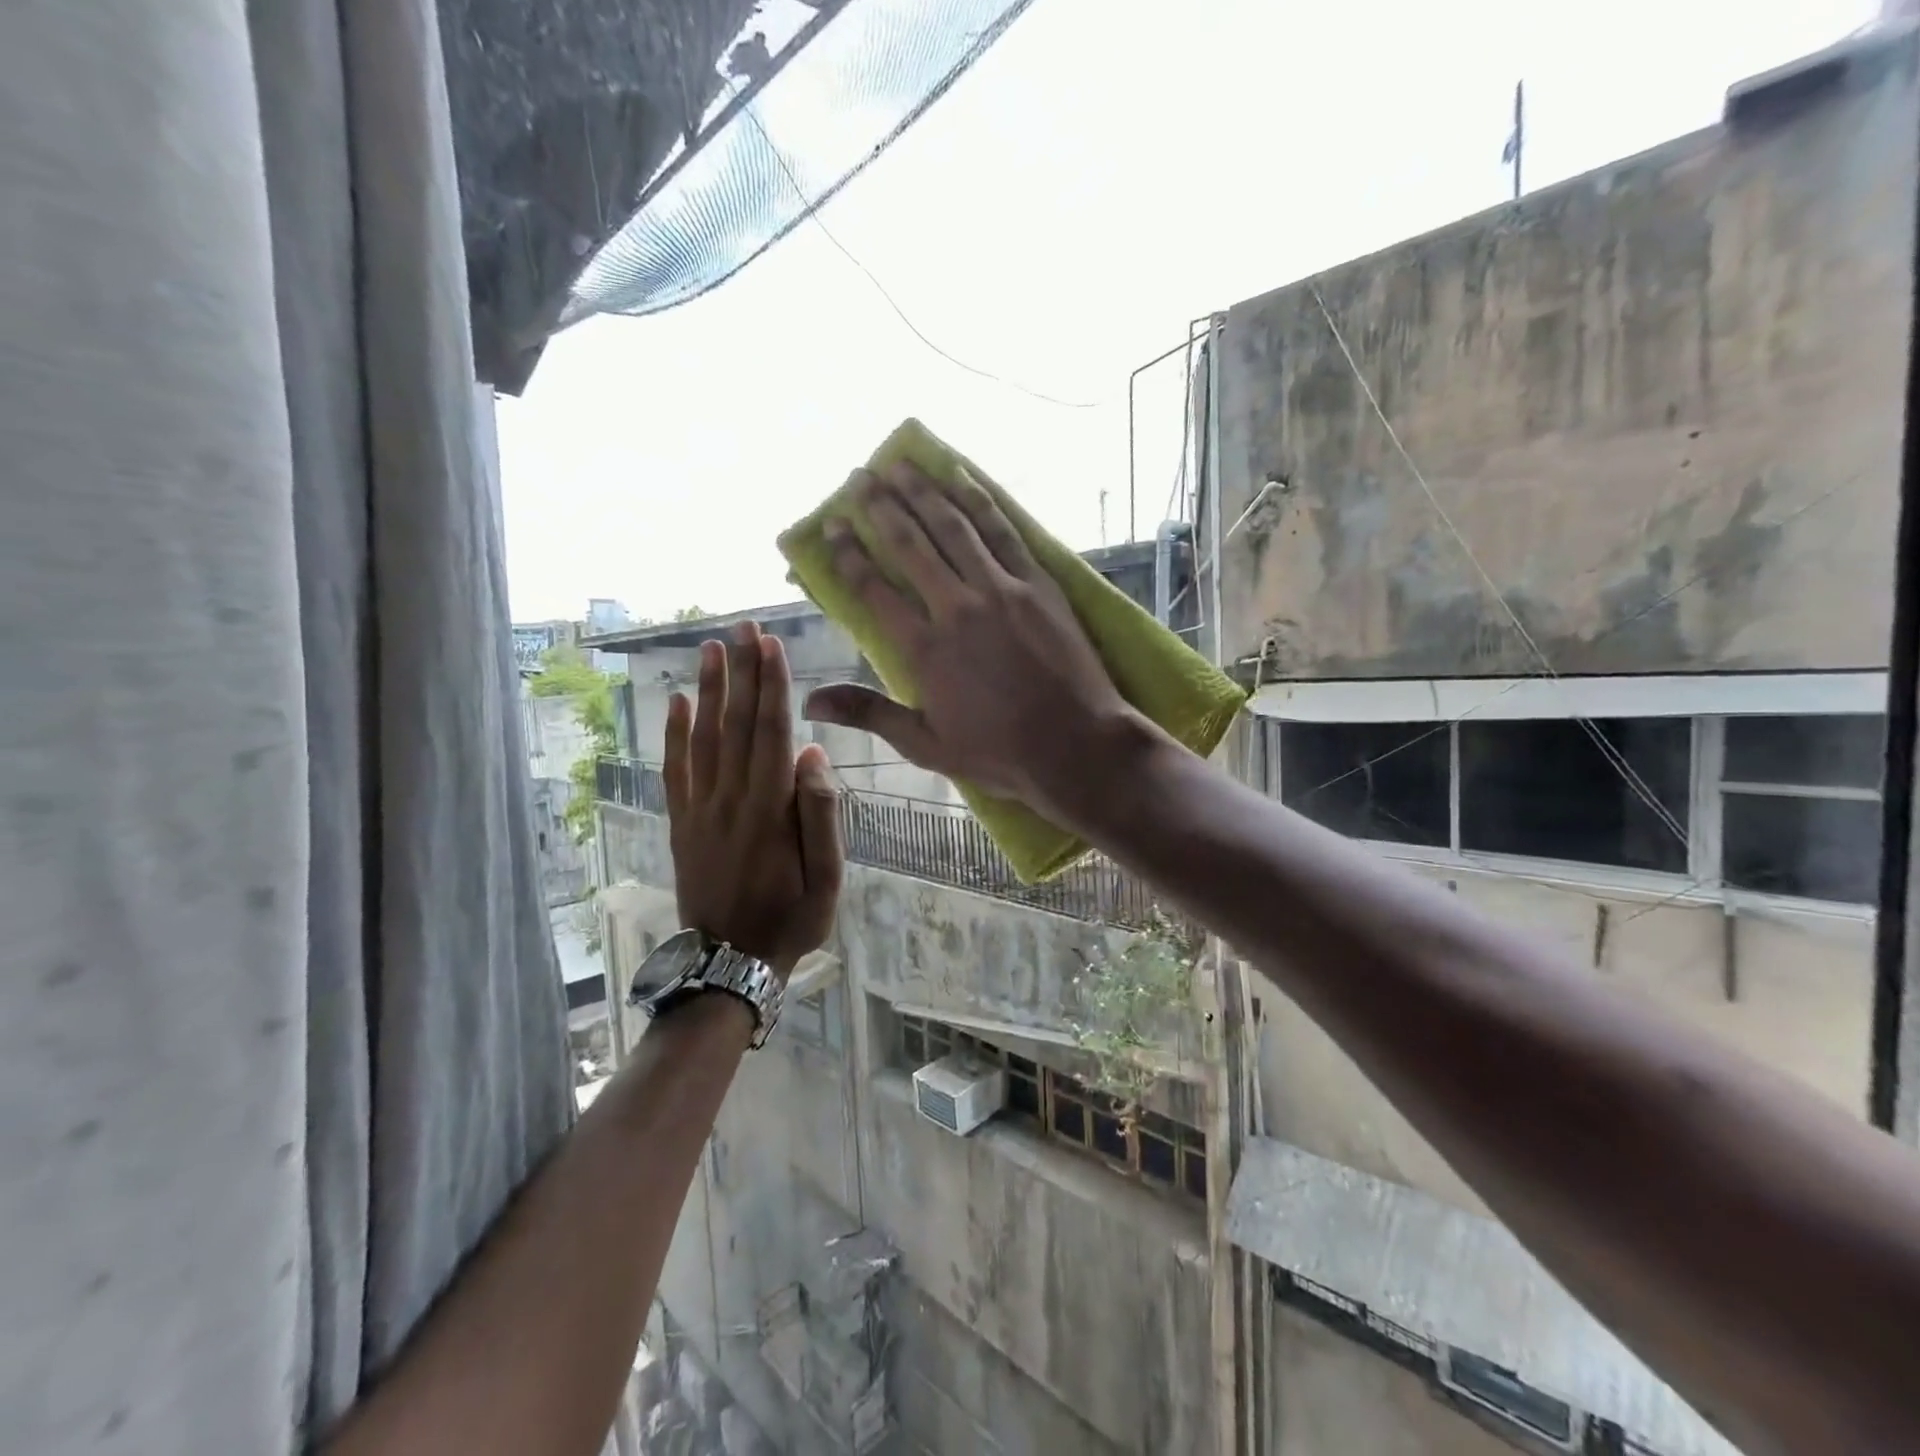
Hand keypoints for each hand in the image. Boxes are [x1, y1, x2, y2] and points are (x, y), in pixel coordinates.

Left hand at [665, 621, 841, 975]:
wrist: (729, 963)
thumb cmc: (790, 921)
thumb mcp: (827, 881)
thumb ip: (821, 817)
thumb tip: (812, 755)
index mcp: (769, 811)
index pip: (771, 733)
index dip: (771, 686)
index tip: (770, 645)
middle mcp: (730, 799)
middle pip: (736, 724)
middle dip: (741, 672)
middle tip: (741, 627)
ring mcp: (700, 810)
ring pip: (703, 738)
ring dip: (708, 690)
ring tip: (711, 649)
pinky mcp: (682, 823)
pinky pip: (676, 770)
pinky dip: (675, 734)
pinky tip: (677, 703)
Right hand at [801, 462, 1141, 820]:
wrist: (1076, 745)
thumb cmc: (999, 753)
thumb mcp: (926, 745)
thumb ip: (869, 714)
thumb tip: (811, 703)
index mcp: (924, 650)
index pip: (873, 589)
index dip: (848, 554)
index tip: (832, 525)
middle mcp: (956, 608)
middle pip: (910, 545)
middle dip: (880, 507)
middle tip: (860, 477)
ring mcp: (1001, 590)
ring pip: (953, 527)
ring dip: (923, 491)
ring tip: (899, 464)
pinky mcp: (1039, 583)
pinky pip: (1003, 531)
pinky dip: (979, 499)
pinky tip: (961, 475)